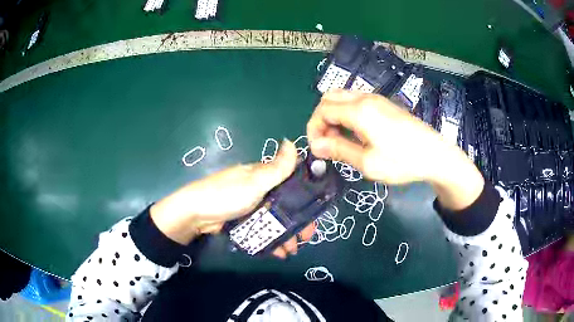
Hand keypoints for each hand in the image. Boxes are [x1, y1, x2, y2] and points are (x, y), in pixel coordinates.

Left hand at [150, 140, 314, 257]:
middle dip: (297, 220)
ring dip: (286, 233)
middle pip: (285, 204)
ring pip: (274, 218)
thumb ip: (276, 167)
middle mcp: (259, 188)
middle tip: (307, 237)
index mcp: (263, 175)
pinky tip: (279, 251)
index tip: (316, 210)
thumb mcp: (254, 182)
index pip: (291, 181)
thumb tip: (292, 141)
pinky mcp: (243, 219)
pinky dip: (271, 238)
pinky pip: (262, 228)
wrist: (195, 214)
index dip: (305, 195)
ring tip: (293, 249)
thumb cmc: (226, 195)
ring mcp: (251, 205)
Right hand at [307, 90, 483, 209]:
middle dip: (321, 119)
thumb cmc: (403, 161)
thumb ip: (339, 150)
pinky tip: (356, 133)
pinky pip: (355, 102)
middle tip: (328, 143)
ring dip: (334, 116)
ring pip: (342, 98)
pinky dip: (346, 114)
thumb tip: (315, 146)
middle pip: (329, 98)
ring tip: (341, 140)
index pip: (322, 111)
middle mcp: (365, 98)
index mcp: (359, 111)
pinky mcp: (384, 104)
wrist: (435, 154)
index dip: (314, 129)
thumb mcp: (368, 162)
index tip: (318, 150)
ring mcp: (376, 99)